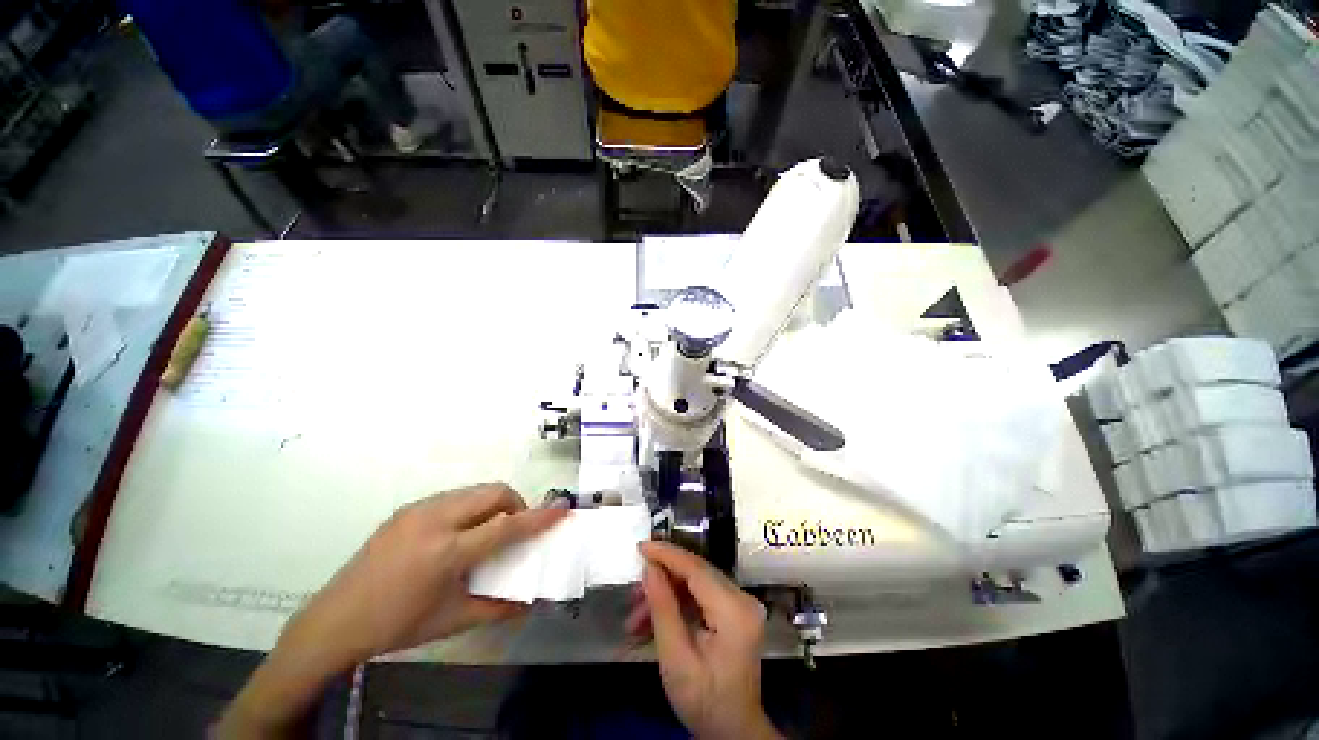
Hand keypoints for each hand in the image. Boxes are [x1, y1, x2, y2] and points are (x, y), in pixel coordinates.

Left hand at [215, 484, 565, 737]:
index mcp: (446, 551)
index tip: (562, 509)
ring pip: (474, 490)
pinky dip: (470, 507)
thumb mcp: (452, 620)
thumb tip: (530, 599)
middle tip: (516, 529)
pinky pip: (453, 497)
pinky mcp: (406, 510)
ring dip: (492, 504)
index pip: (506, 525)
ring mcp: (417, 510)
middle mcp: (434, 520)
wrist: (334, 621)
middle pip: (493, 492)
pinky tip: (459, 533)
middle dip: (515, 504)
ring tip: (488, 532)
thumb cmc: (397, 625)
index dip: (538, 517)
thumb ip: (498, 606)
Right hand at [629, 541, 778, 739]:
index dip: (667, 554)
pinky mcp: (734, 611)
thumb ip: (662, 608)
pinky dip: (676, 603)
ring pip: (695, 583)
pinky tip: (652, 620)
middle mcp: (742, 599)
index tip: (641, 546)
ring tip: (636, 618)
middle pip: (696, 573)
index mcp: (734, 610)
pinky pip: (701, 595)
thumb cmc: (704, 700)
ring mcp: (740, 604)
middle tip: (633, 590)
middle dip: (661, 578)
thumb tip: (649, 567)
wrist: (732, 731)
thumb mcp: (676, 658)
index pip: (697, 568)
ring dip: (665, 594)